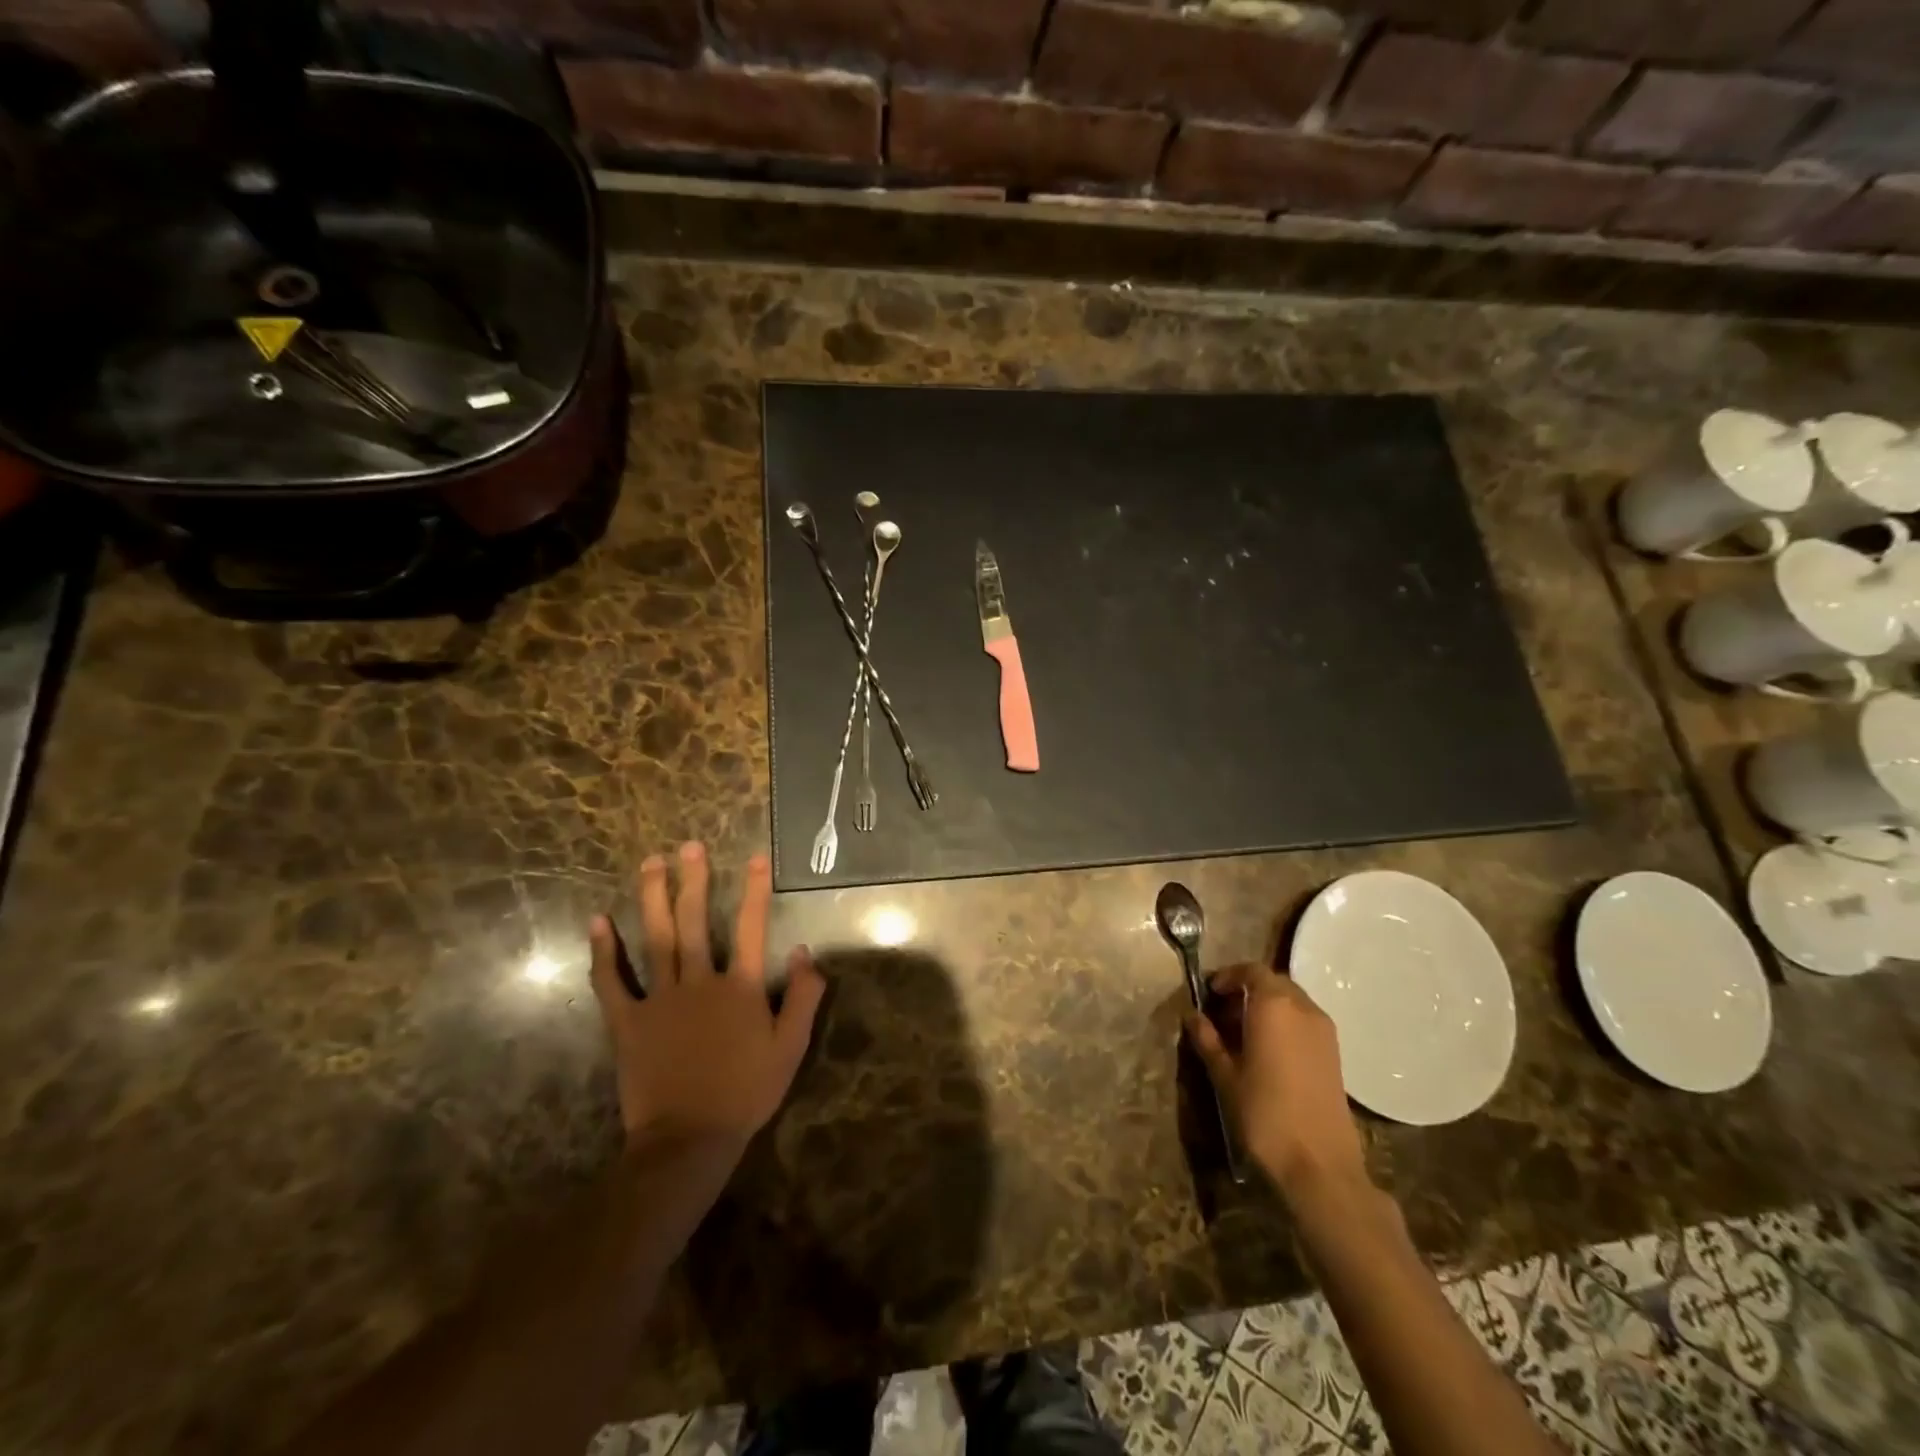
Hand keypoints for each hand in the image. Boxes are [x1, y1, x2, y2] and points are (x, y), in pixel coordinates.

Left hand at [588, 843, 824, 1152]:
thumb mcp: (790, 1048)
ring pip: (656, 939)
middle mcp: (700, 982)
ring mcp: (660, 999)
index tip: (755, 858)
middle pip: (696, 922)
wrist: (689, 1140)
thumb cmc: (746, 1093)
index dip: (755, 891)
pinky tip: (598, 921)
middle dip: (693, 881)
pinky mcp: (628, 1021)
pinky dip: (603, 952)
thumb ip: (803, 998)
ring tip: (649, 864)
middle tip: (687, 846)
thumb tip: (805, 951)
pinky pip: (612, 981)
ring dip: (653, 899)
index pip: (752, 928)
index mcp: (740, 988)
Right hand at [1184, 964, 1368, 1201]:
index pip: (1251, 970)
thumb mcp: (1225, 1075)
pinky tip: (1266, 1051)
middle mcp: (1303, 1008)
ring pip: (1291, 1002)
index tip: (1209, 993)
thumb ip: (1208, 1040)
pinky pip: (1304, 1021)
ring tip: (1241, 1033)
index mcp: (1274, 1005)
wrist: (1320, 1165)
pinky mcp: (1335, 1054)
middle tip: (1222, 1012)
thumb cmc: (1264, 1113)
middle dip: (1246, 990)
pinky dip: (1283, 1023)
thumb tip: (1193, 1016)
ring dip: (1266, 1007)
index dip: (1228, 976)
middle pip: (1273, 982)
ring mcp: (1324, 1031)